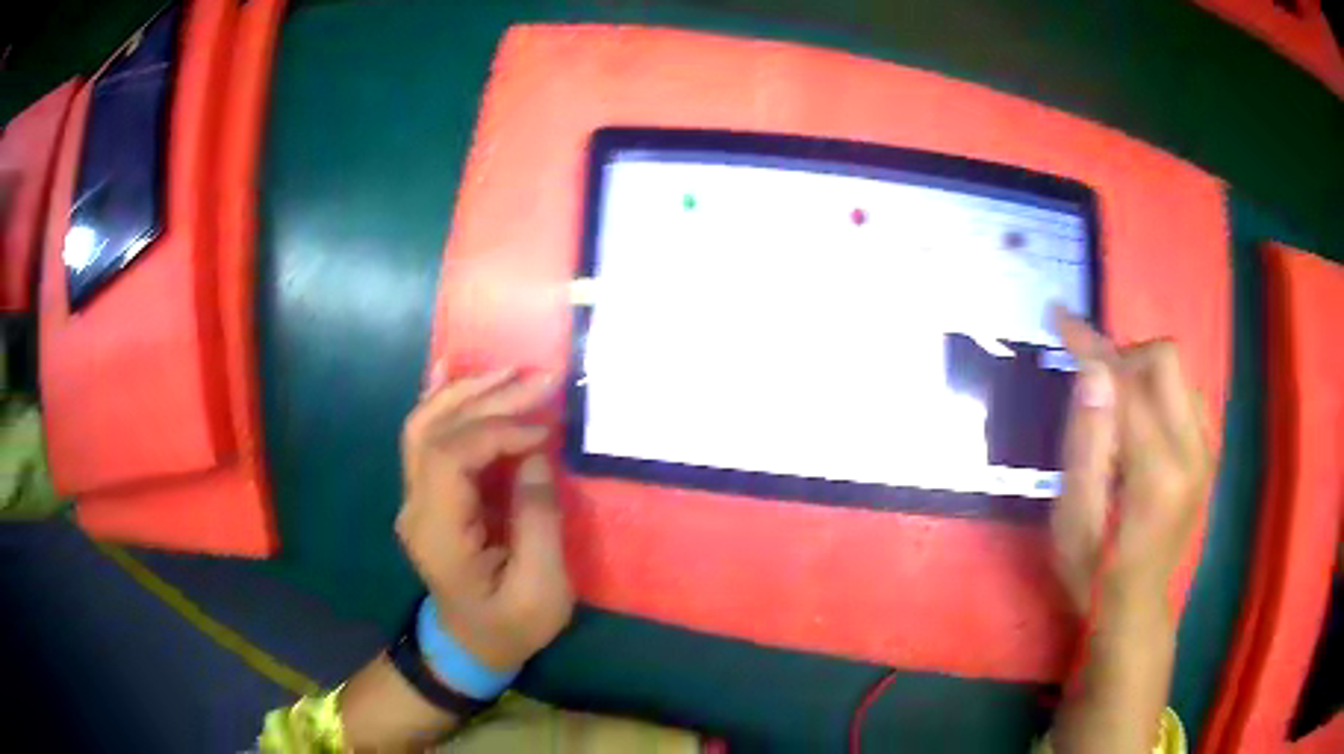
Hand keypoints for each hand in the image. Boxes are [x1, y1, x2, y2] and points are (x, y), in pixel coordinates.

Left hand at [396, 368, 573, 674]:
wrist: (470, 645)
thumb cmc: (510, 626)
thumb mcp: (541, 591)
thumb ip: (538, 522)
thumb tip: (537, 456)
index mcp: (439, 534)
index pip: (449, 457)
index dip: (496, 431)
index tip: (544, 431)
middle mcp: (415, 507)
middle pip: (435, 430)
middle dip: (488, 399)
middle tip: (539, 380)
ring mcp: (414, 498)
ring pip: (424, 425)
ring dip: (466, 393)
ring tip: (511, 372)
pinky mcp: (426, 494)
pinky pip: (425, 437)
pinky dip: (443, 401)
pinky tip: (452, 370)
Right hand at [1051, 311, 1212, 615]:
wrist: (1135, 607)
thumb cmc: (1093, 572)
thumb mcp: (1072, 518)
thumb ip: (1085, 444)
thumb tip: (1092, 373)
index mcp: (1157, 474)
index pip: (1127, 385)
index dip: (1092, 347)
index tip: (1062, 318)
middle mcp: (1194, 452)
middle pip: (1166, 359)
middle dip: (1125, 358)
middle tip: (1095, 390)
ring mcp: (1207, 453)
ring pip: (1180, 373)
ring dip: (1142, 377)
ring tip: (1116, 415)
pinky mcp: (1209, 455)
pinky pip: (1189, 395)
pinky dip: (1160, 394)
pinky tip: (1141, 428)